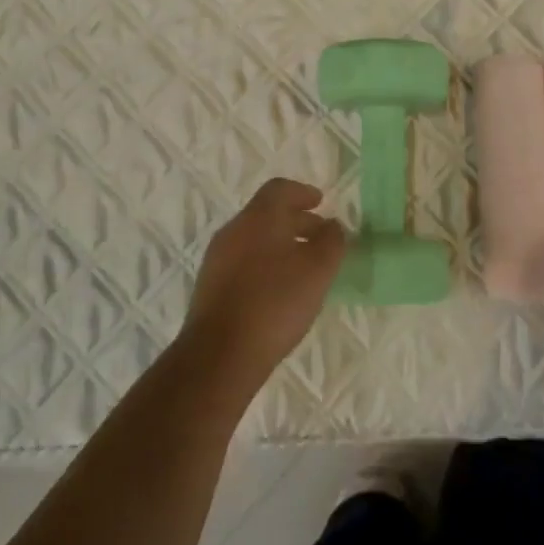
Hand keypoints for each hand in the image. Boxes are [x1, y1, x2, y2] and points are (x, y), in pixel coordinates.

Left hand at [180, 178, 345, 389]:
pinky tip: (281, 290)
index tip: (321, 203)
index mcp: (258, 218)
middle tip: (321, 237)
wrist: (220, 355)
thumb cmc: (275, 302)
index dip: (303, 193)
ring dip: (281, 245)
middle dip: (296, 221)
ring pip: (254, 240)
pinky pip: (244, 263)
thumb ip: (331, 241)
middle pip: (267, 214)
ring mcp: (217, 259)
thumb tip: (332, 226)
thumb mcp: (318, 269)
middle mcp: (234, 231)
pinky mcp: (211, 287)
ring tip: (305, 267)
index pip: (279, 189)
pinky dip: (266, 265)